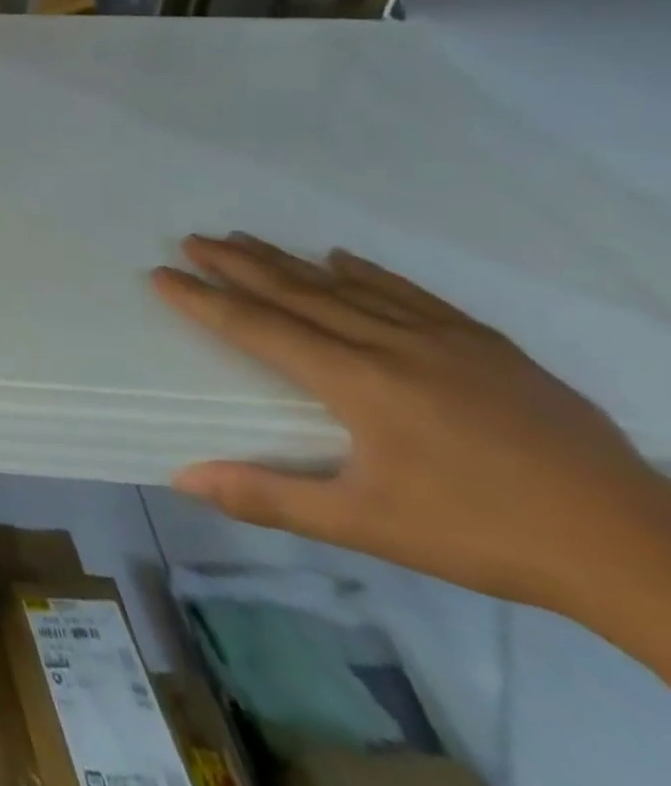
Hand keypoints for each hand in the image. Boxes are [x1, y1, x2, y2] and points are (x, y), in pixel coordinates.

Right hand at [152, 234, 670, 632]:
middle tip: (191, 239)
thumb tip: (182, 477)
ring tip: (243, 238)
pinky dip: (367, 271)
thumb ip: (270, 497)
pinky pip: (410, 292)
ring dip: (288, 259)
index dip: (204, 299)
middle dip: (237, 264)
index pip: (259, 328)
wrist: (638, 547)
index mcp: (357, 382)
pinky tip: (341, 256)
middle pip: (297, 292)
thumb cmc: (485, 534)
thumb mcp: (367, 526)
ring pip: (346, 285)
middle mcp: (391, 344)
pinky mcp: (487, 344)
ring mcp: (444, 338)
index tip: (162, 274)